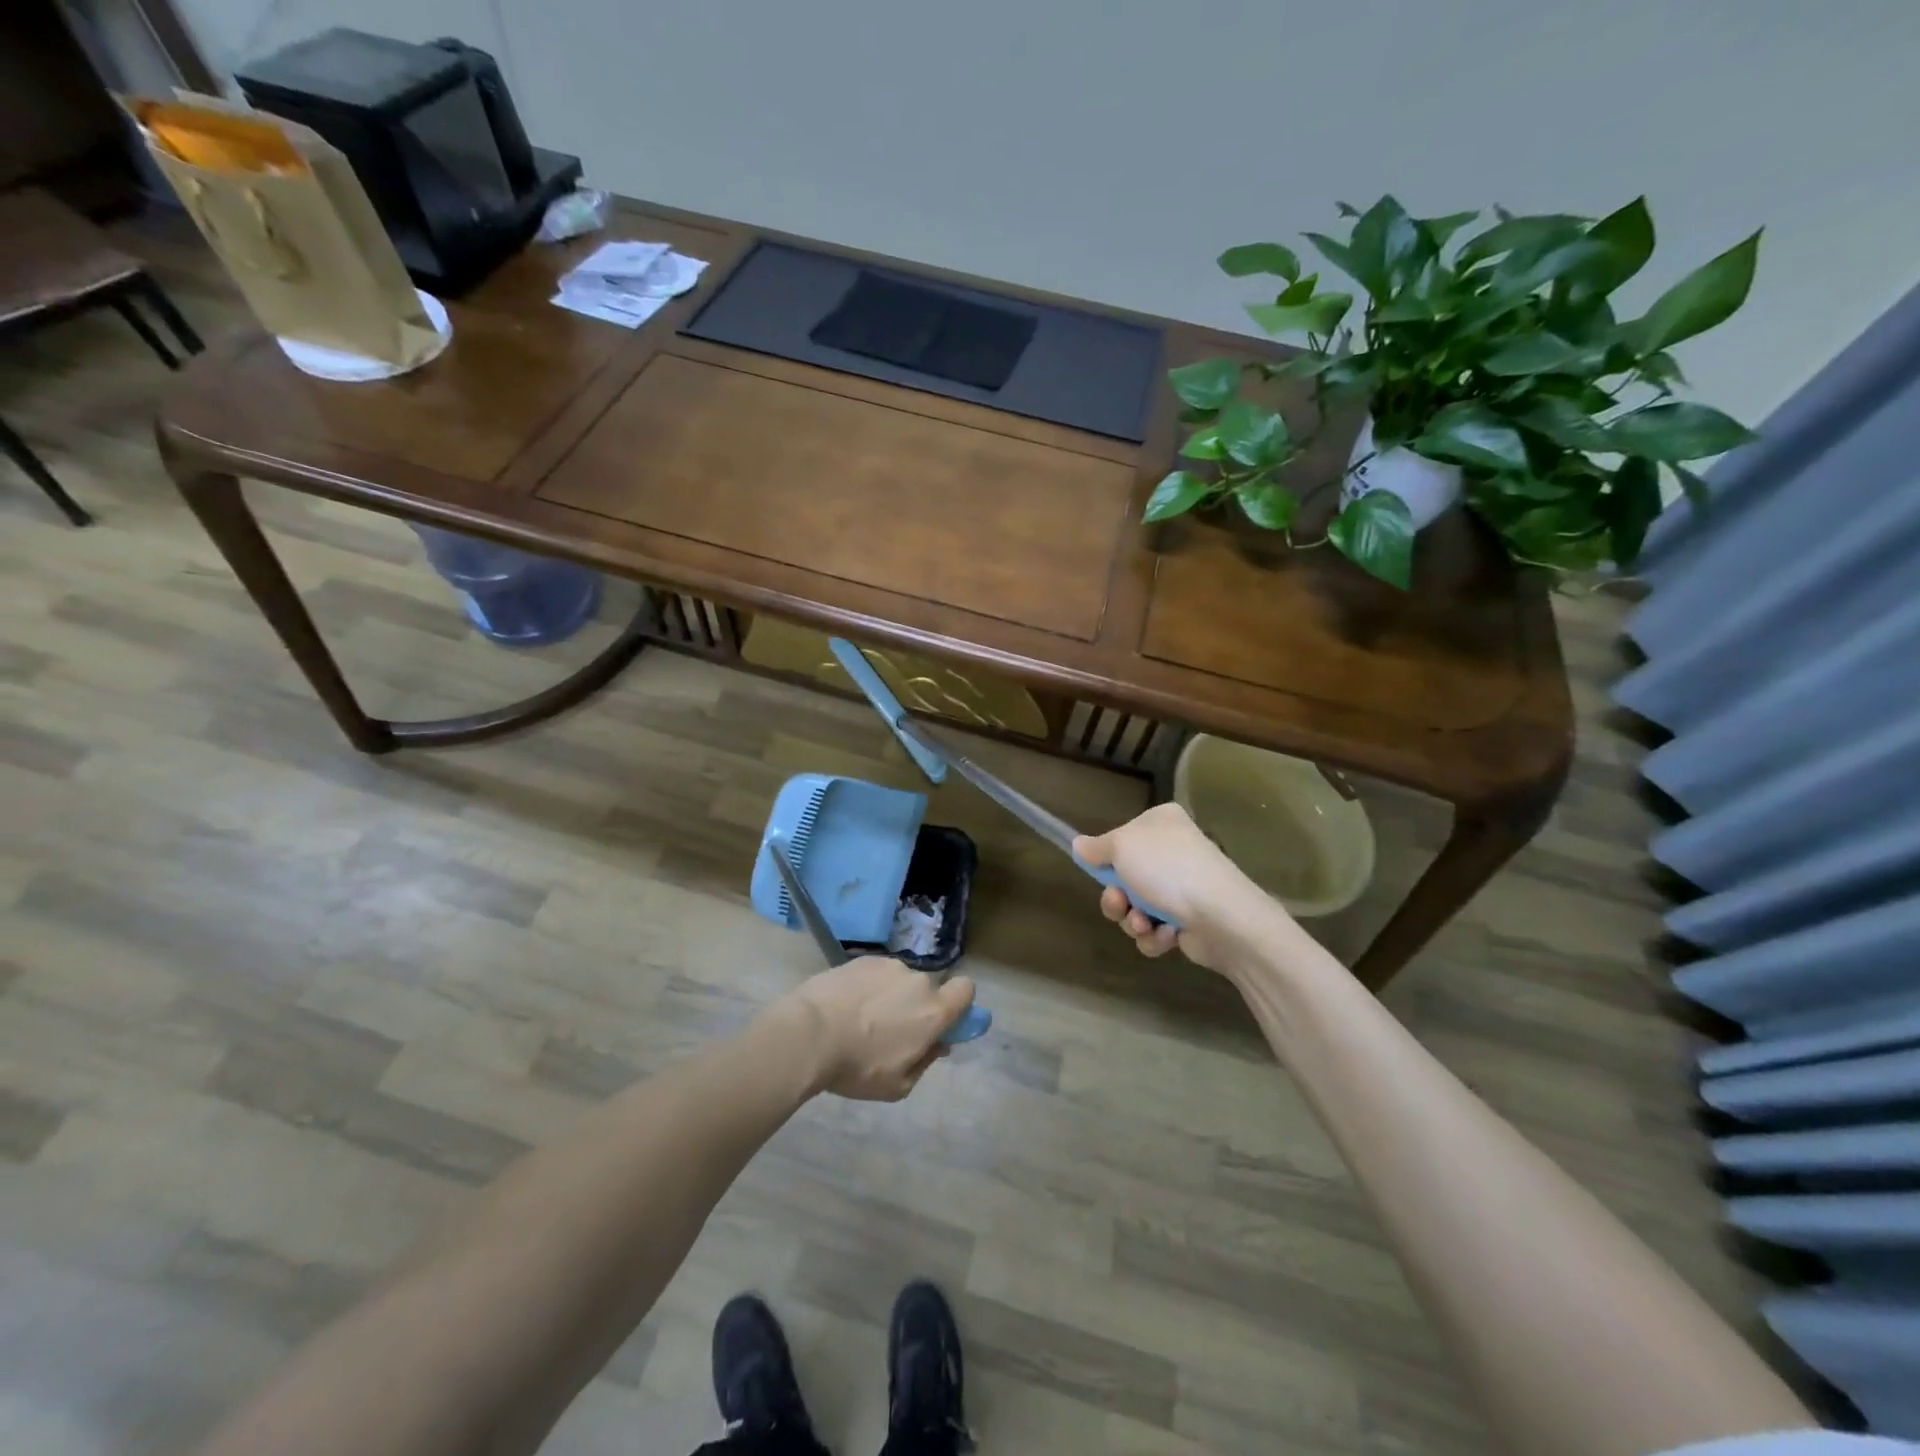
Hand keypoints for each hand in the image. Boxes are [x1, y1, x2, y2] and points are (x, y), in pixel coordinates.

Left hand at [787, 956, 975, 1100]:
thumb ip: (926, 1061)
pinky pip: (874, 974)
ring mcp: (888, 965)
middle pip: (927, 989)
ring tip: (859, 1019)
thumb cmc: (858, 1066)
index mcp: (933, 1010)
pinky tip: (844, 1006)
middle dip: (916, 1006)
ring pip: (899, 981)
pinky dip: (867, 987)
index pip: (966, 989)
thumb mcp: (898, 1084)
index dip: (959, 1004)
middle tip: (891, 1031)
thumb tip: (938, 1044)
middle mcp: (917, 980)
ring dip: (890, 996)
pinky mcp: (861, 959)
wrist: (809, 1033)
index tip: (941, 1023)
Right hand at [1074, 802, 1283, 972]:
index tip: (1098, 870)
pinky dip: (1155, 935)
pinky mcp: (1189, 920)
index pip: (1122, 837)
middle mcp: (1173, 851)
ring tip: (1144, 924)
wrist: (1222, 917)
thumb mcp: (1121, 847)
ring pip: (1136, 907)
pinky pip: (1155, 929)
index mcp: (1161, 824)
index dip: (1107, 858)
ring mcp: (1182, 887)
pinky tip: (1168, 935)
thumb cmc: (1168, 870)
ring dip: (1132, 920)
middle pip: (1124, 877)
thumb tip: (1079, 845)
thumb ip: (1096, 847)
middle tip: (1119, 903)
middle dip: (1117, 898)